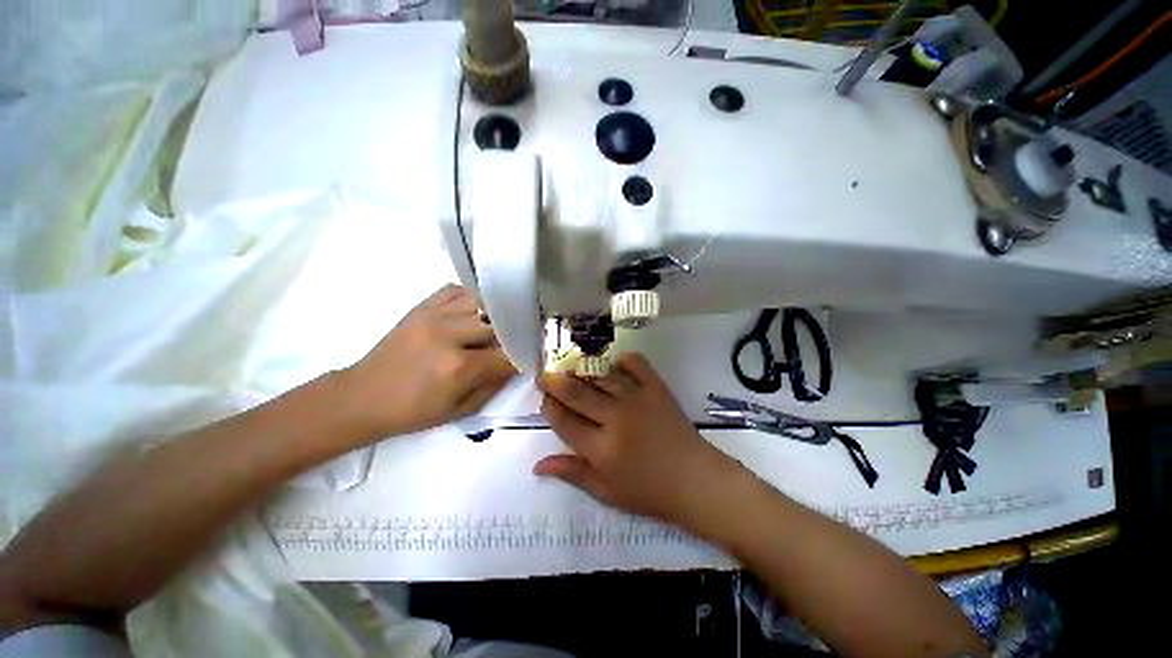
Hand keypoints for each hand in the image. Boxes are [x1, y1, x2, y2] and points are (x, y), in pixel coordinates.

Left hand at [340, 285, 516, 436]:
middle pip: (499, 323)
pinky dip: (471, 299)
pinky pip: (456, 290)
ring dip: (495, 313)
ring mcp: (433, 315)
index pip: (508, 354)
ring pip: (481, 301)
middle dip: (513, 333)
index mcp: (459, 367)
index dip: (524, 356)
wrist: (362, 397)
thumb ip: (494, 385)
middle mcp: (449, 334)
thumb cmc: (412, 412)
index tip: (531, 357)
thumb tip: (516, 364)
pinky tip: (474, 312)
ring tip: (498, 324)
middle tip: (519, 339)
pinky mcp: (421, 307)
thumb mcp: (460, 410)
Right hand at [535, 353, 742, 527]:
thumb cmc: (649, 492)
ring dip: (583, 370)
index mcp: (601, 449)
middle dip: (557, 383)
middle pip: (578, 394)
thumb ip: (572, 473)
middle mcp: (616, 419)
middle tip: (547, 376)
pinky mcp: (657, 389)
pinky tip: (614, 362)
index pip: (565, 422)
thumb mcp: (606, 491)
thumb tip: (537, 464)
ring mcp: (637, 400)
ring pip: (602, 377)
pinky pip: (636, 364)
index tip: (544, 400)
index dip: (549, 408)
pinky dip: (623, 360)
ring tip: (573, 368)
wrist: (695, 480)